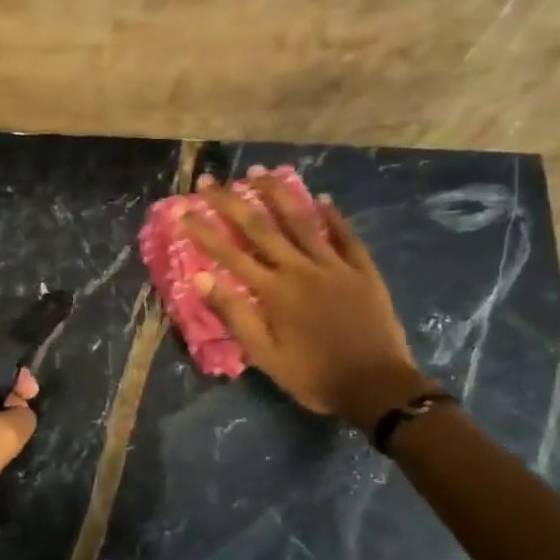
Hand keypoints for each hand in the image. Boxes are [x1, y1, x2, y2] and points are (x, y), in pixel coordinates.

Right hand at [183, 171, 430, 427]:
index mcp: (274, 291)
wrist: (376, 387)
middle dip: (232, 202)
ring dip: (278, 194)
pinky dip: (333, 216)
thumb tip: (200, 278)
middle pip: (261, 227)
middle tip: (211, 180)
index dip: (204, 231)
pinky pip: (346, 236)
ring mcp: (335, 266)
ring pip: (302, 221)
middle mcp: (301, 269)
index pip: (230, 254)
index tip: (183, 210)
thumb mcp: (265, 355)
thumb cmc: (313, 376)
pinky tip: (322, 198)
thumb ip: (234, 314)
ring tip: (259, 172)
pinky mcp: (363, 271)